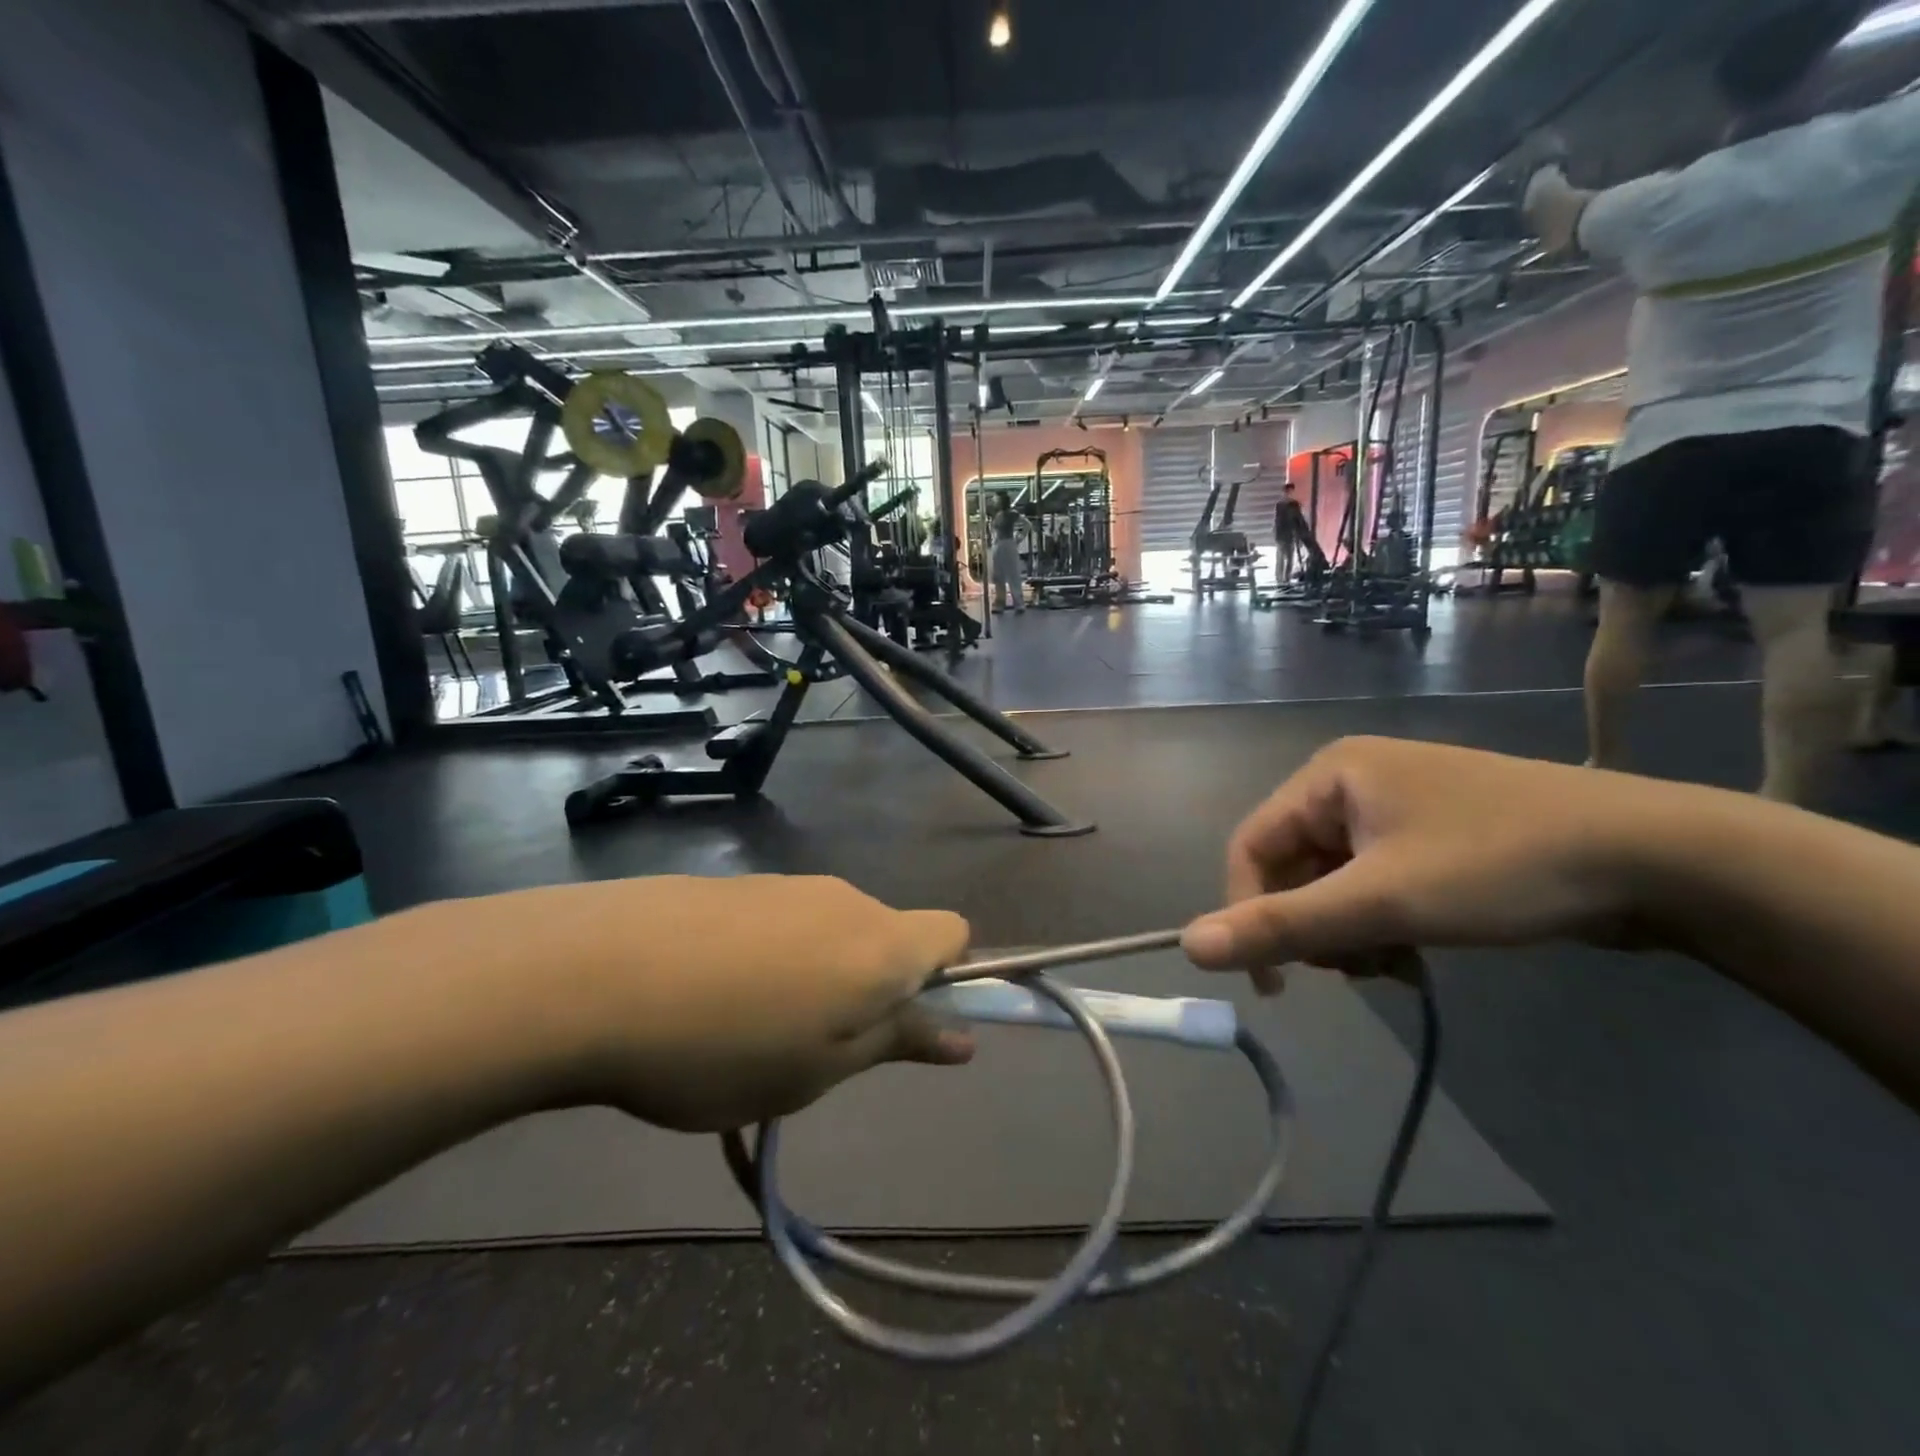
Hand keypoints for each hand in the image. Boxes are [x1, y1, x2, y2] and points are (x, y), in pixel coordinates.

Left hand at [458, 875, 973, 1131]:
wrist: (593, 973)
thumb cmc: (724, 1046)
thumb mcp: (818, 1070)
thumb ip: (896, 1043)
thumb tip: (963, 1037)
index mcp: (882, 945)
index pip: (954, 933)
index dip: (944, 978)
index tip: (902, 1023)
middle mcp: (845, 899)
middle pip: (888, 935)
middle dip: (872, 987)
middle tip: (816, 1048)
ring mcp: (786, 884)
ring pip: (831, 931)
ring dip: (817, 974)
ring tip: (749, 1030)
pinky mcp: (736, 883)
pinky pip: (781, 921)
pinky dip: (770, 956)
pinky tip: (709, 995)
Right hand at [1180, 738, 1671, 989]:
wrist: (1660, 857)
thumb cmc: (1502, 866)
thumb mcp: (1383, 902)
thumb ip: (1281, 925)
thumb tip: (1189, 946)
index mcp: (1328, 775)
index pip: (1250, 846)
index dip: (1247, 912)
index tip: (1272, 982)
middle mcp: (1352, 780)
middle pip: (1293, 865)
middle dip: (1314, 926)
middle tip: (1357, 971)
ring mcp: (1396, 805)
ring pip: (1334, 880)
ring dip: (1349, 930)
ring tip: (1396, 963)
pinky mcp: (1433, 833)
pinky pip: (1374, 880)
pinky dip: (1381, 921)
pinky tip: (1414, 950)